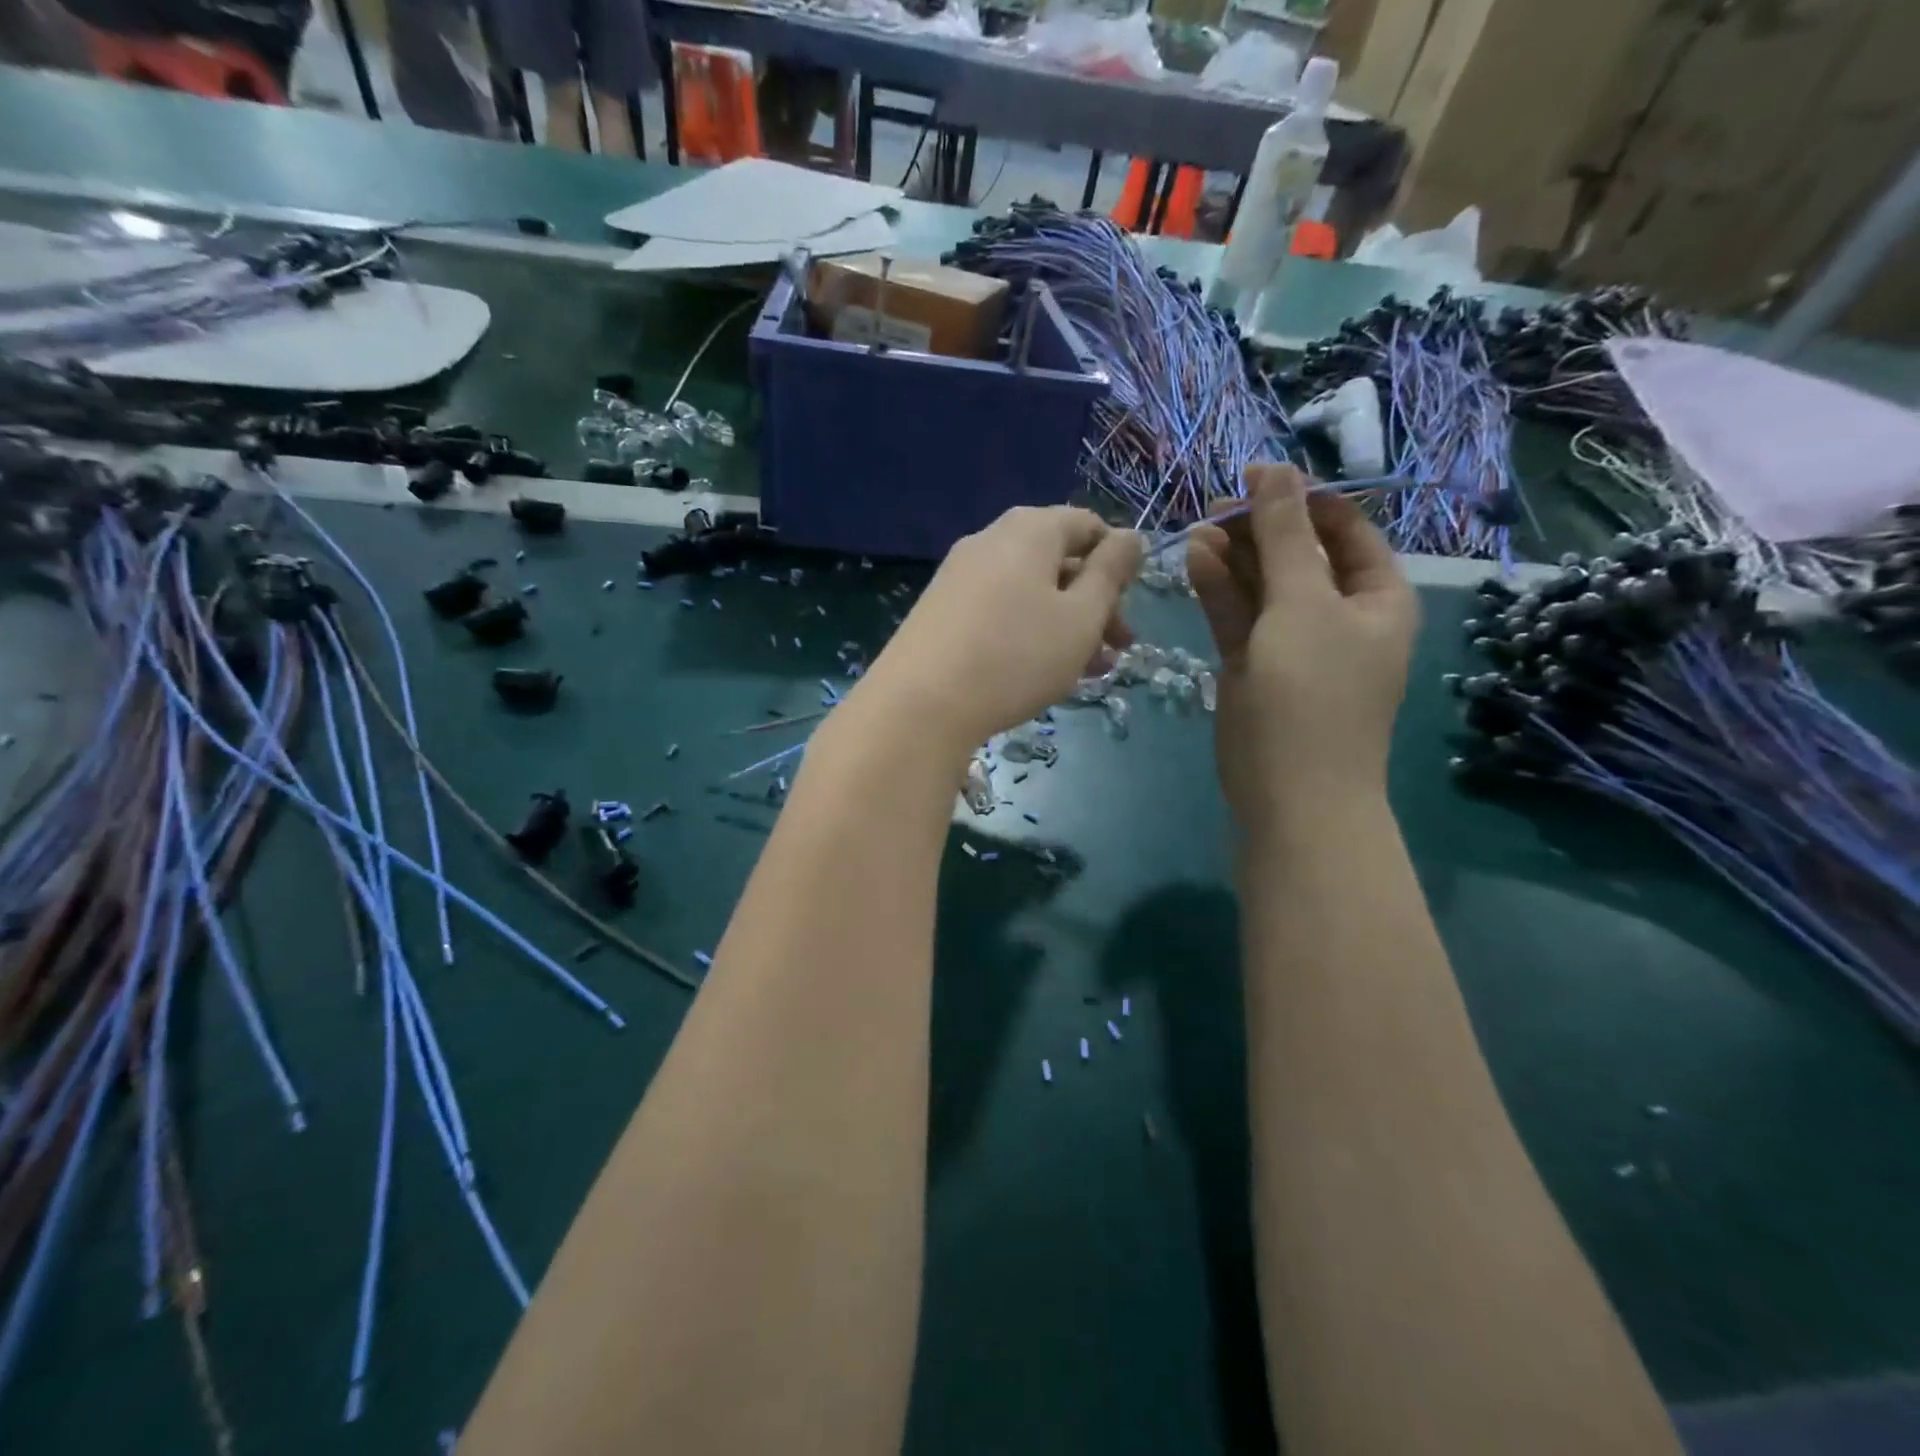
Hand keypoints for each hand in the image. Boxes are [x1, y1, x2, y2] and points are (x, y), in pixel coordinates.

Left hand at [859, 506, 1141, 755]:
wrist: (919, 705)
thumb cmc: (1016, 656)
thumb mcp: (1081, 617)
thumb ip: (1110, 573)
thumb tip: (1129, 536)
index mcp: (1030, 529)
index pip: (1089, 526)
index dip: (1117, 563)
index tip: (1130, 607)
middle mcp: (991, 540)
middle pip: (1058, 562)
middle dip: (1095, 604)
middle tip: (1117, 648)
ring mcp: (959, 576)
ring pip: (1030, 593)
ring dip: (1066, 626)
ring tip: (1089, 672)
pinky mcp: (941, 611)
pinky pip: (999, 611)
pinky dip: (1028, 634)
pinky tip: (1041, 674)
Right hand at [1187, 465, 1417, 833]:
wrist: (1292, 792)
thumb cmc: (1312, 692)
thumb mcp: (1303, 604)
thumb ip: (1284, 536)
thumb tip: (1274, 469)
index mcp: (1375, 595)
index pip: (1342, 527)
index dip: (1299, 498)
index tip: (1251, 476)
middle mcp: (1337, 612)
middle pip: (1296, 552)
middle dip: (1258, 527)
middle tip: (1213, 505)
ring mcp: (1292, 640)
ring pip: (1260, 583)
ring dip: (1231, 555)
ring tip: (1196, 529)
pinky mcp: (1254, 664)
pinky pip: (1238, 614)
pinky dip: (1218, 588)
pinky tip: (1194, 560)